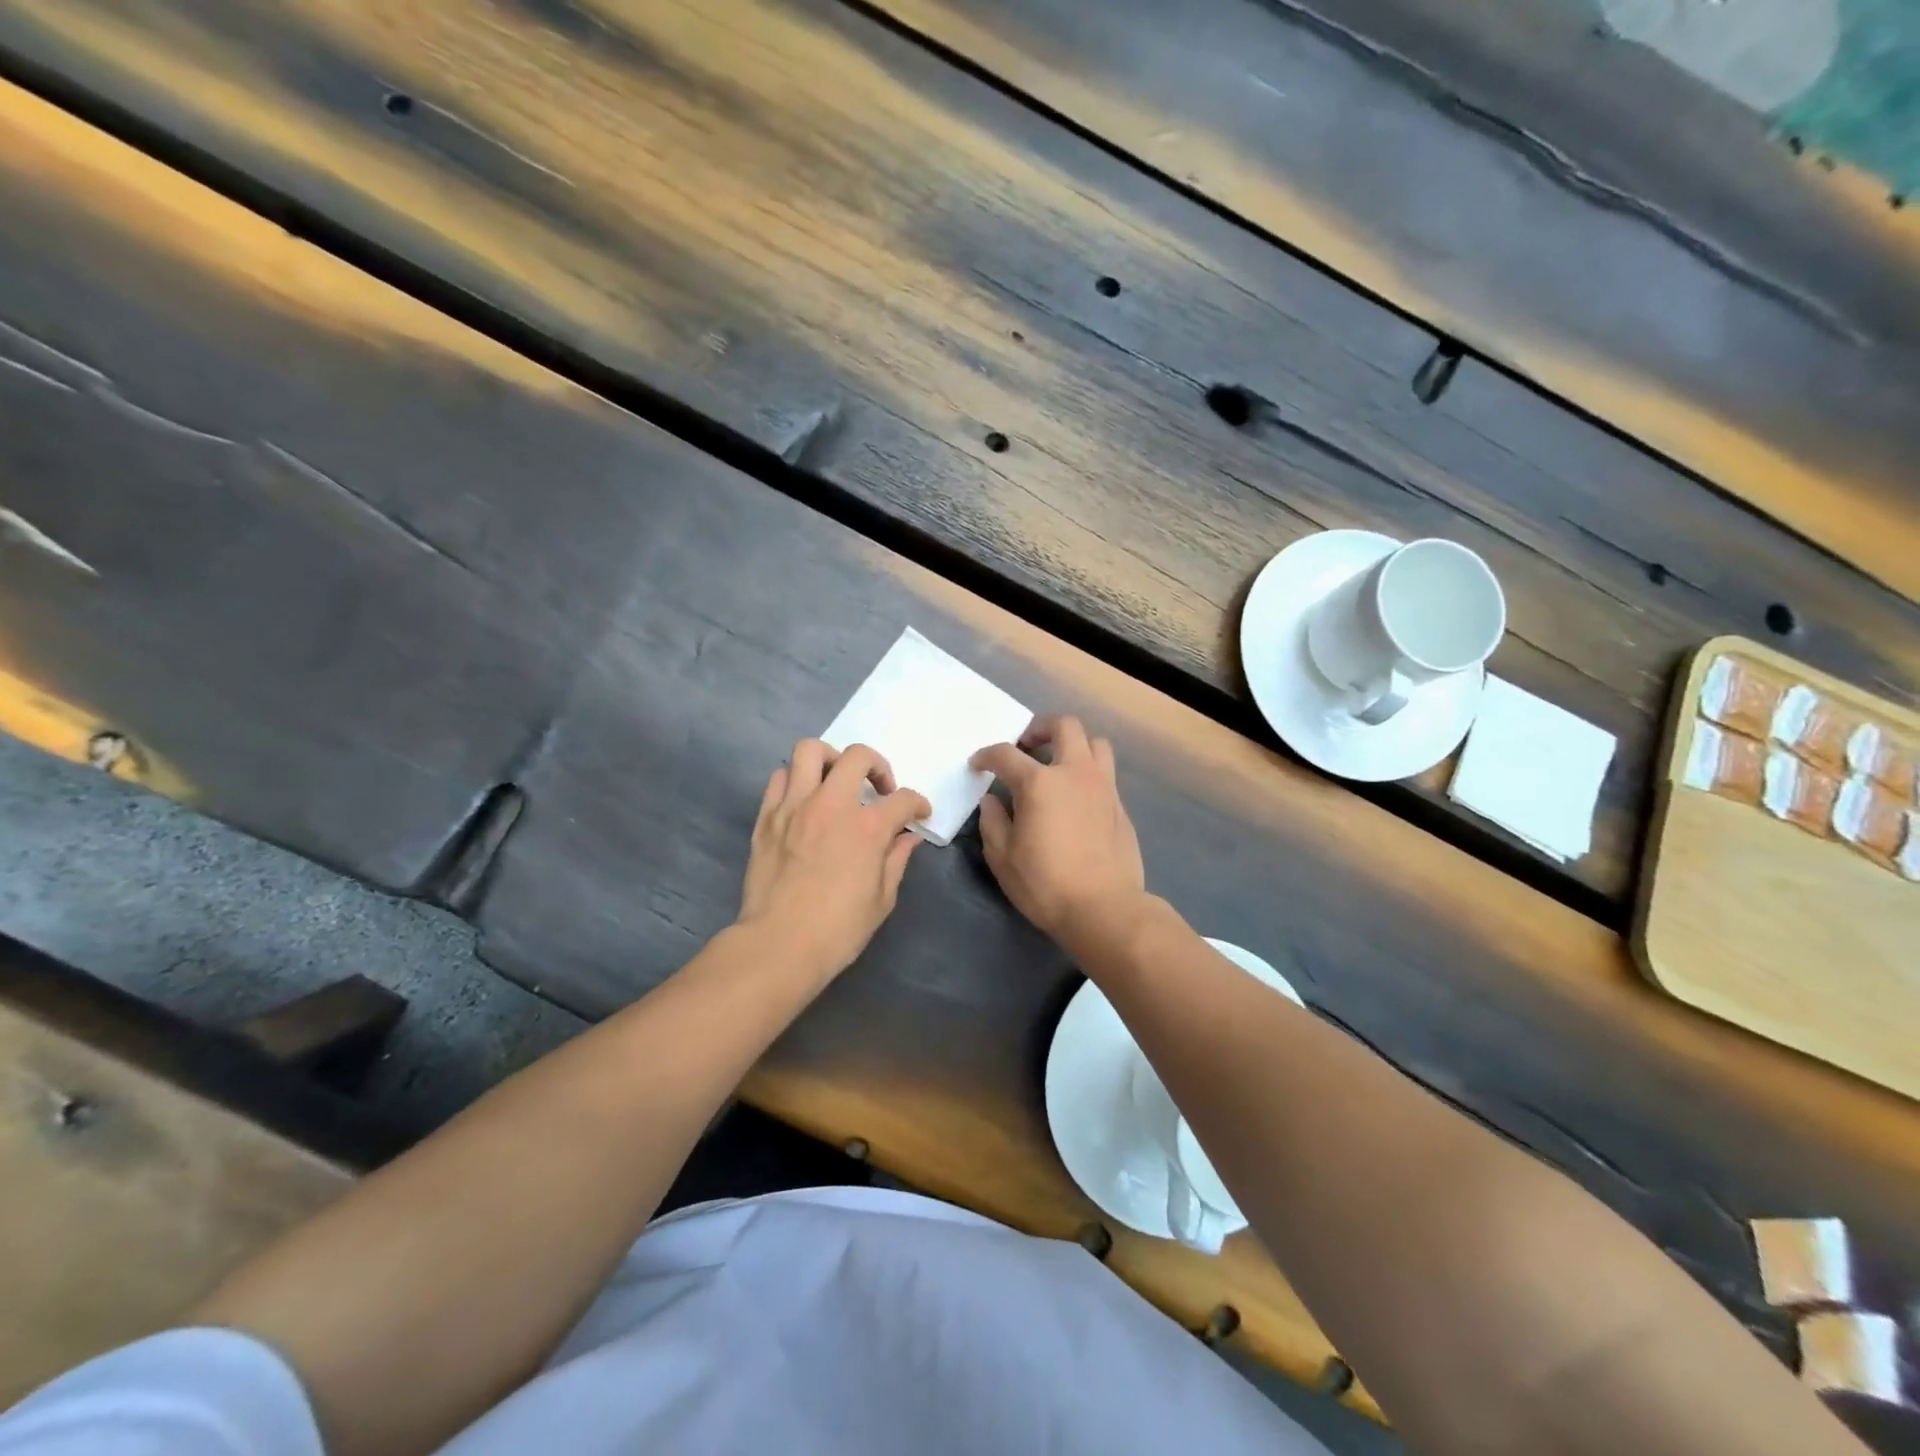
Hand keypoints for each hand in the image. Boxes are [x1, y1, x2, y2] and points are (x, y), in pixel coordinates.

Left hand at [738, 739, 931, 981]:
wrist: (779, 944)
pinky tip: (804, 800)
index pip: (902, 799)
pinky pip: (779, 778)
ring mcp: (795, 806)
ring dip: (830, 761)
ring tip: (836, 782)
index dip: (917, 804)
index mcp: (868, 827)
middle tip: (878, 790)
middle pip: (857, 757)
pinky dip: (796, 780)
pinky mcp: (767, 816)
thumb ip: (896, 860)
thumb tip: (907, 838)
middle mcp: (832, 804)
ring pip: (810, 751)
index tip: (918, 813)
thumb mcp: (882, 899)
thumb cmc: (838, 929)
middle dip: (877, 766)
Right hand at [970, 714, 1146, 950]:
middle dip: (1040, 728)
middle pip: (1063, 726)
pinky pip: (1105, 772)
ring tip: (1058, 764)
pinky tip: (1076, 798)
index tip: (978, 765)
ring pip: (1094, 742)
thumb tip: (992, 801)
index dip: (986, 756)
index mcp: (1039, 783)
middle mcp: (1074, 773)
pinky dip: (1088, 772)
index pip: (1006, 754)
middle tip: (1026, 746)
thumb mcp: (1003, 858)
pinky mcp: (1120, 805)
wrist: (1105, 909)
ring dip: (1073, 744)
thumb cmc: (1045, 884)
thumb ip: (993, 822)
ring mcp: (1103, 786)